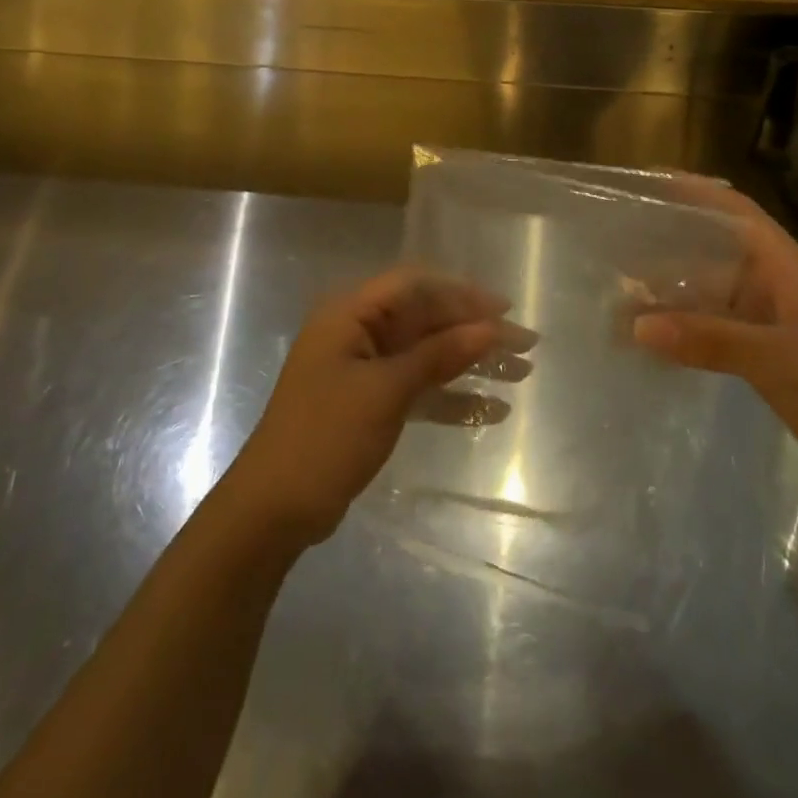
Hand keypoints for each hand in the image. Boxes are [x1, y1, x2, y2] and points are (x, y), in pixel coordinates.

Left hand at [226, 268, 529, 546]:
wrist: (272, 511)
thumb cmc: (324, 437)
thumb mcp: (385, 391)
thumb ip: (438, 356)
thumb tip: (490, 328)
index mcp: (350, 314)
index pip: (415, 286)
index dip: (462, 293)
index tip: (505, 309)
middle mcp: (358, 332)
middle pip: (426, 320)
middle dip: (475, 331)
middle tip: (525, 345)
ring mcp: (365, 369)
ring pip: (428, 355)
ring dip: (471, 364)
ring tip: (522, 374)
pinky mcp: (372, 403)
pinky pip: (420, 389)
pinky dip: (453, 398)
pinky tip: (492, 411)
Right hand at [631, 178, 797, 507]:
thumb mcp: (782, 362)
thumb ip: (711, 339)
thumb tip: (637, 323)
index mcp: (788, 270)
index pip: (738, 214)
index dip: (696, 191)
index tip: (649, 182)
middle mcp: (777, 288)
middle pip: (718, 250)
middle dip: (672, 241)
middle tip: (617, 239)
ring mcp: (773, 325)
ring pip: (714, 293)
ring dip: (674, 290)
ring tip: (621, 288)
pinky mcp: (769, 359)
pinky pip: (717, 331)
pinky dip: (686, 329)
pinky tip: (654, 339)